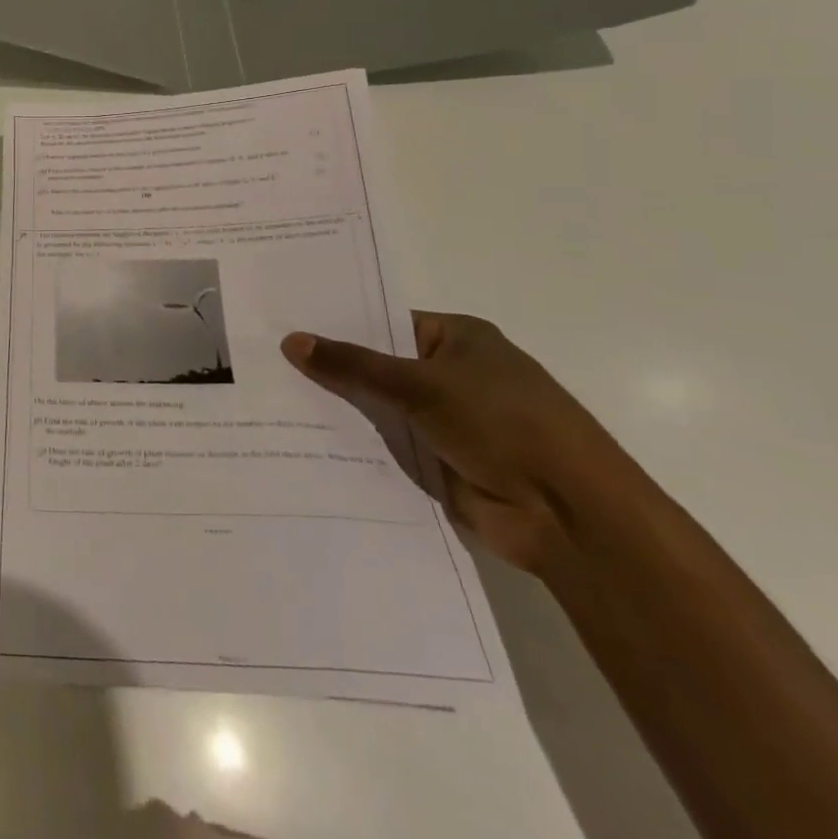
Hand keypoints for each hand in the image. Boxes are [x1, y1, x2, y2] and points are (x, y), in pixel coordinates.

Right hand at [281, 313, 631, 573]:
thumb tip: (290, 340)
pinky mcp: (442, 462)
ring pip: (381, 408)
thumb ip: (353, 364)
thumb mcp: (420, 384)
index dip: (338, 323)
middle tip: (267, 359)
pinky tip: (304, 440)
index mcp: (460, 338)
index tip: (286, 323)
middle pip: (380, 365)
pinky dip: (357, 445)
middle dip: (332, 368)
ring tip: (273, 399)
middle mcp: (454, 374)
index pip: (386, 322)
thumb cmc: (504, 424)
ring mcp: (449, 421)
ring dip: (342, 409)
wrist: (571, 516)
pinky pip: (389, 446)